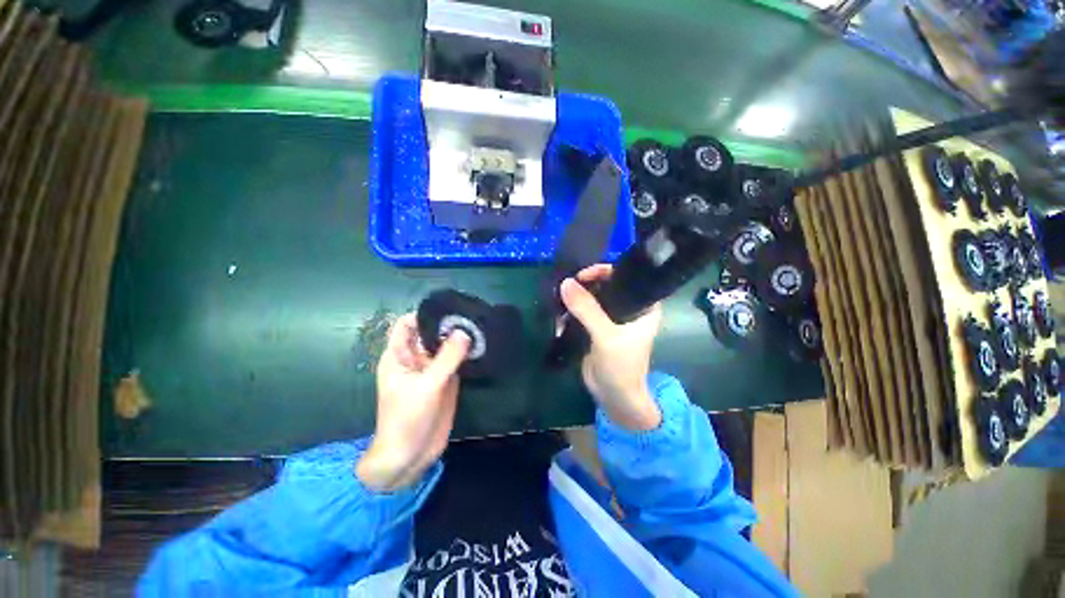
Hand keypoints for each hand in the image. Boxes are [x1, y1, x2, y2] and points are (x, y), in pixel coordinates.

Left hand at [356, 313, 469, 491]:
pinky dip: (466, 353)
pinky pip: (455, 360)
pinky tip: (481, 346)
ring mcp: (432, 369)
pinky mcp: (445, 380)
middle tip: (473, 315)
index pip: (407, 324)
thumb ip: (447, 358)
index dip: (424, 314)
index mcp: (399, 356)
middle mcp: (415, 359)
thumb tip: (465, 332)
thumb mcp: (427, 386)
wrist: (410, 456)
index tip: (449, 308)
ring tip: (481, 326)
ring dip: (459, 338)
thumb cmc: (407, 419)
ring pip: (445, 346)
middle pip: (430, 333)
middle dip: (448, 324)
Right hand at [560, 264, 662, 430]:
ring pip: (592, 298)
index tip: (583, 275)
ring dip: (575, 299)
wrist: (614, 397)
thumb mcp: (606, 336)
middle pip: (605, 285)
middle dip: (585, 285)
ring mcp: (611, 318)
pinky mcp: (596, 328)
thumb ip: (587, 309)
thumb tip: (565, 283)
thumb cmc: (622, 366)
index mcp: (643, 306)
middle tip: (567, 286)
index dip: (605, 270)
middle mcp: (629, 308)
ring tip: (560, 303)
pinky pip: (582, 312)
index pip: (626, 277)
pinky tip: (560, 317)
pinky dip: (570, 312)